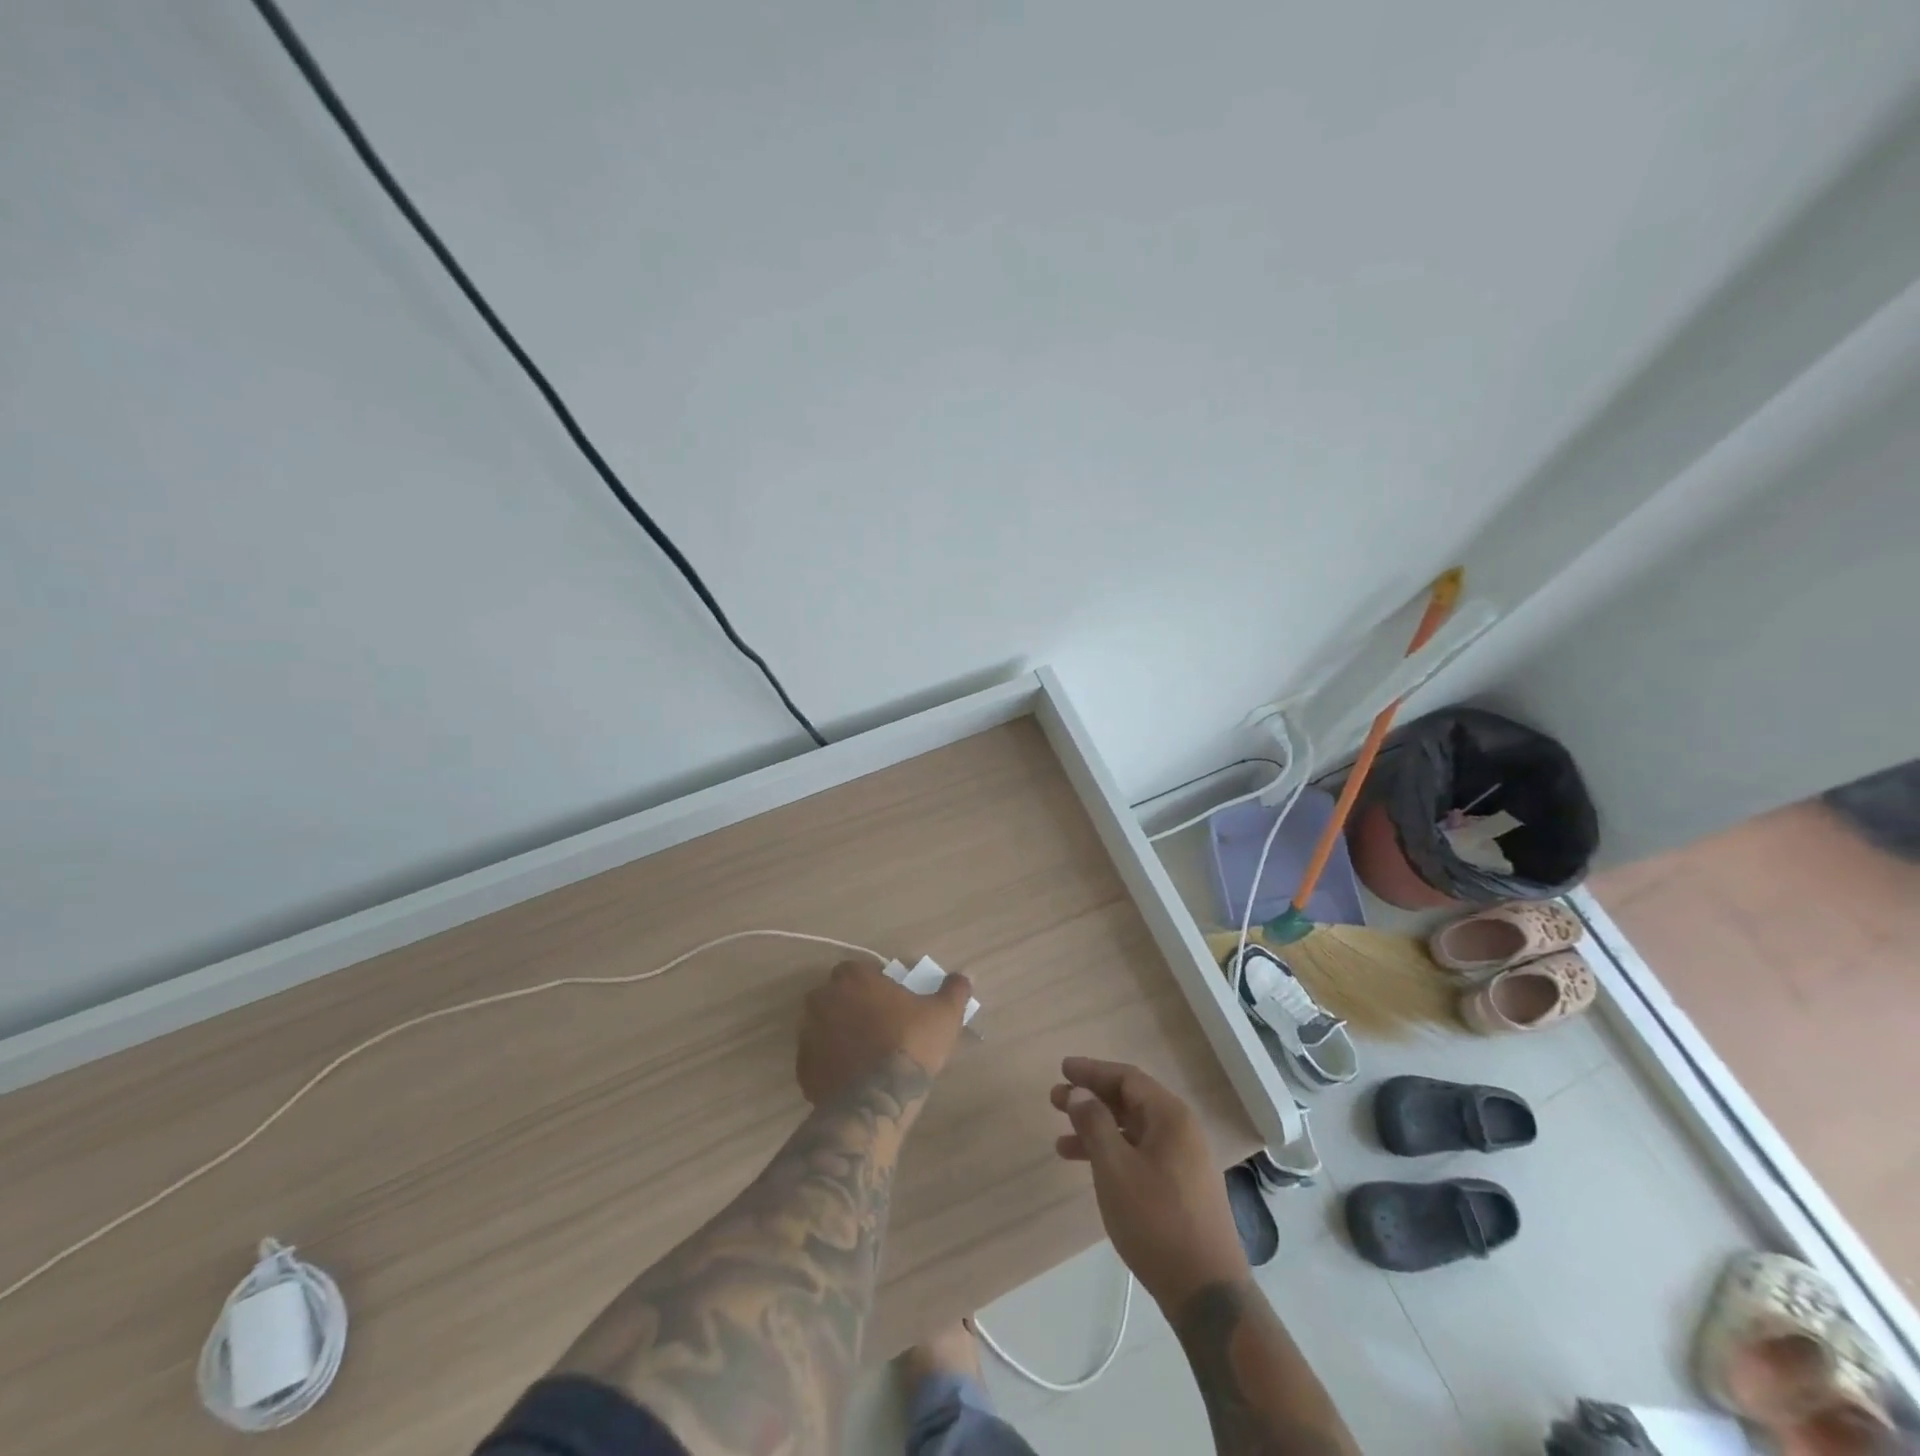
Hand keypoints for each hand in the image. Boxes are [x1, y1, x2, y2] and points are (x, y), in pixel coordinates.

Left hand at [796, 960, 972, 1104]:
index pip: (859, 970)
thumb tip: (965, 976)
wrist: (879, 1099)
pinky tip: (853, 1076)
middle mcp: (822, 999)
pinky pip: (817, 1058)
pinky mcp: (802, 1068)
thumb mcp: (943, 1014)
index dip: (875, 984)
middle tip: (879, 1027)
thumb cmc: (911, 1043)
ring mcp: (807, 1034)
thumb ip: (954, 990)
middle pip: (837, 996)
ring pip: (824, 1026)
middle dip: (853, 1006)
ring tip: (866, 1054)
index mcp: (852, 977)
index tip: (892, 1001)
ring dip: (840, 1034)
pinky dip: (831, 1063)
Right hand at [1053, 1057, 1248, 1309]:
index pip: (1127, 1078)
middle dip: (1091, 1098)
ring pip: (1133, 1130)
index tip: (1063, 1069)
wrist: (1207, 1293)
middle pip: (1130, 1101)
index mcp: (1171, 1117)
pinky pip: (1140, 1154)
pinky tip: (1090, 1169)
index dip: (1092, 1071)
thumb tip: (1079, 1091)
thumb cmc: (1157, 1221)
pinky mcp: (1181, 1188)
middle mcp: (1181, 1131)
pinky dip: (1113, 1154)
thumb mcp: (1115, 1168)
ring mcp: (1184, 1161)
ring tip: (1061, 1140)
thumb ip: (1094, 1123)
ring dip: (1098, 1129)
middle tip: (1055, 1099)